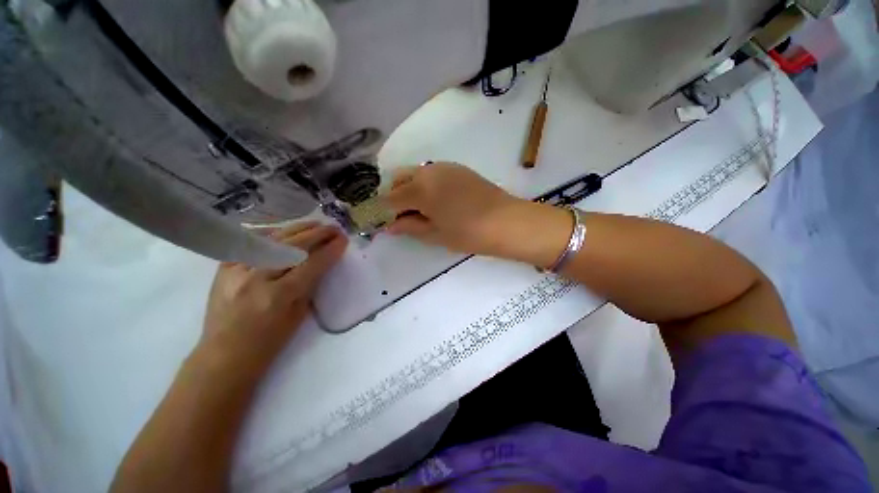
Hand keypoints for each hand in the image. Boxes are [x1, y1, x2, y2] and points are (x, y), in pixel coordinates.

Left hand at [199, 222, 346, 368]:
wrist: (224, 355)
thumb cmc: (269, 342)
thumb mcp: (298, 316)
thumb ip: (309, 286)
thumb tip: (321, 262)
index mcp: (279, 296)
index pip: (312, 264)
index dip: (330, 249)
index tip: (343, 239)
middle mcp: (257, 278)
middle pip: (293, 246)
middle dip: (318, 234)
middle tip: (334, 228)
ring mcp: (236, 270)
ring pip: (272, 239)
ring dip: (298, 229)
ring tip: (315, 224)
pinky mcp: (223, 268)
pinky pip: (251, 243)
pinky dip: (271, 234)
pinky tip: (285, 231)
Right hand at [385, 163, 524, 255]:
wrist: (506, 221)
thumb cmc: (468, 233)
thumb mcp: (435, 234)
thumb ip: (410, 227)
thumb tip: (390, 226)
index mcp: (419, 189)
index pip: (391, 198)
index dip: (385, 211)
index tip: (387, 222)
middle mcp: (428, 171)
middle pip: (400, 178)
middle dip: (395, 195)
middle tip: (404, 216)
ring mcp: (444, 167)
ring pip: (416, 173)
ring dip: (410, 188)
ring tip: (421, 209)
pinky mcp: (458, 168)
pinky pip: (432, 172)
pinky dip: (426, 184)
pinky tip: (438, 200)